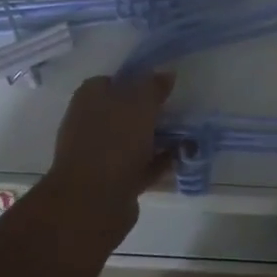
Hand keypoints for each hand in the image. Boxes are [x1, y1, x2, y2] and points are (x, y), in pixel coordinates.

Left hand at [41, 73, 176, 244]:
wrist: (94, 202)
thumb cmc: (115, 140)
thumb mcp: (141, 103)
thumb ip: (154, 86)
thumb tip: (166, 74)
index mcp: (89, 98)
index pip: (112, 80)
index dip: (136, 81)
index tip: (161, 86)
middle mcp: (89, 123)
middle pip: (124, 111)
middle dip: (149, 112)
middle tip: (177, 110)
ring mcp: (98, 154)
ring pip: (133, 139)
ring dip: (156, 138)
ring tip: (186, 135)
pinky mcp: (111, 181)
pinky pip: (139, 165)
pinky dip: (157, 162)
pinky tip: (179, 159)